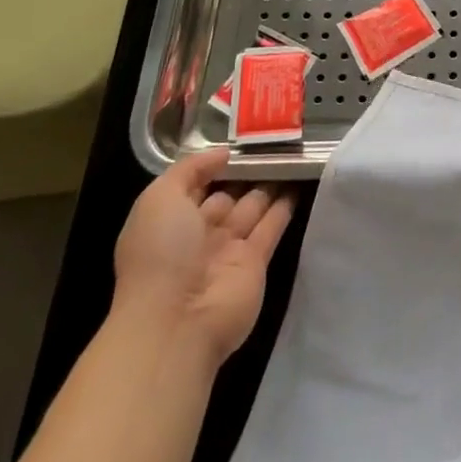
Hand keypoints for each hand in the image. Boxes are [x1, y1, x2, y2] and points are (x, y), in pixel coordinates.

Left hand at [113, 148, 295, 363]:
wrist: (177, 321)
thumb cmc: (161, 253)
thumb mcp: (159, 199)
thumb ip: (190, 169)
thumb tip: (224, 154)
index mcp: (170, 220)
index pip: (196, 185)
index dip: (215, 164)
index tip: (241, 140)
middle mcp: (198, 235)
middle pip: (228, 195)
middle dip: (247, 173)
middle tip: (275, 143)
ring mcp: (228, 250)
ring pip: (253, 208)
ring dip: (270, 184)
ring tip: (293, 155)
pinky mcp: (256, 264)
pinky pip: (272, 227)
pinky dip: (285, 206)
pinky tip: (301, 181)